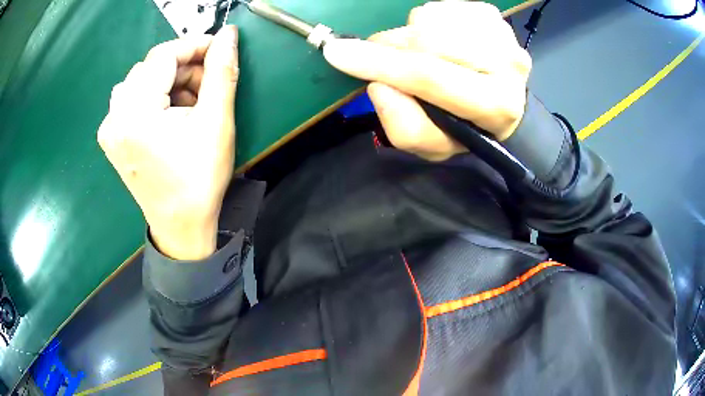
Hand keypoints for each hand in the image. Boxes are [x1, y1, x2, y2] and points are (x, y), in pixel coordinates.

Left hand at [98, 26, 238, 259]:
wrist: (180, 226)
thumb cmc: (199, 179)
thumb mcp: (216, 122)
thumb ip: (221, 72)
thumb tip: (228, 34)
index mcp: (135, 114)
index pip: (162, 55)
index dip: (193, 46)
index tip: (218, 50)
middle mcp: (114, 117)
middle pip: (150, 67)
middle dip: (183, 69)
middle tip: (208, 87)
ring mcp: (110, 128)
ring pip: (141, 81)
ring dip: (169, 83)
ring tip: (191, 105)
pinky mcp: (112, 137)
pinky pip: (132, 99)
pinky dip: (154, 97)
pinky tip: (171, 116)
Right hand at [323, 2, 530, 160]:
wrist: (500, 101)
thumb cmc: (466, 127)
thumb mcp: (435, 145)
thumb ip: (405, 127)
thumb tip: (377, 85)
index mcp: (496, 105)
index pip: (430, 76)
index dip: (379, 63)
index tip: (336, 53)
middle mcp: (508, 64)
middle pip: (427, 40)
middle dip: (392, 49)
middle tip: (388, 62)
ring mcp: (502, 33)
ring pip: (429, 19)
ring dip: (411, 37)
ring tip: (423, 56)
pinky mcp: (491, 14)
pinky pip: (438, 8)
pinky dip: (426, 24)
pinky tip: (440, 42)